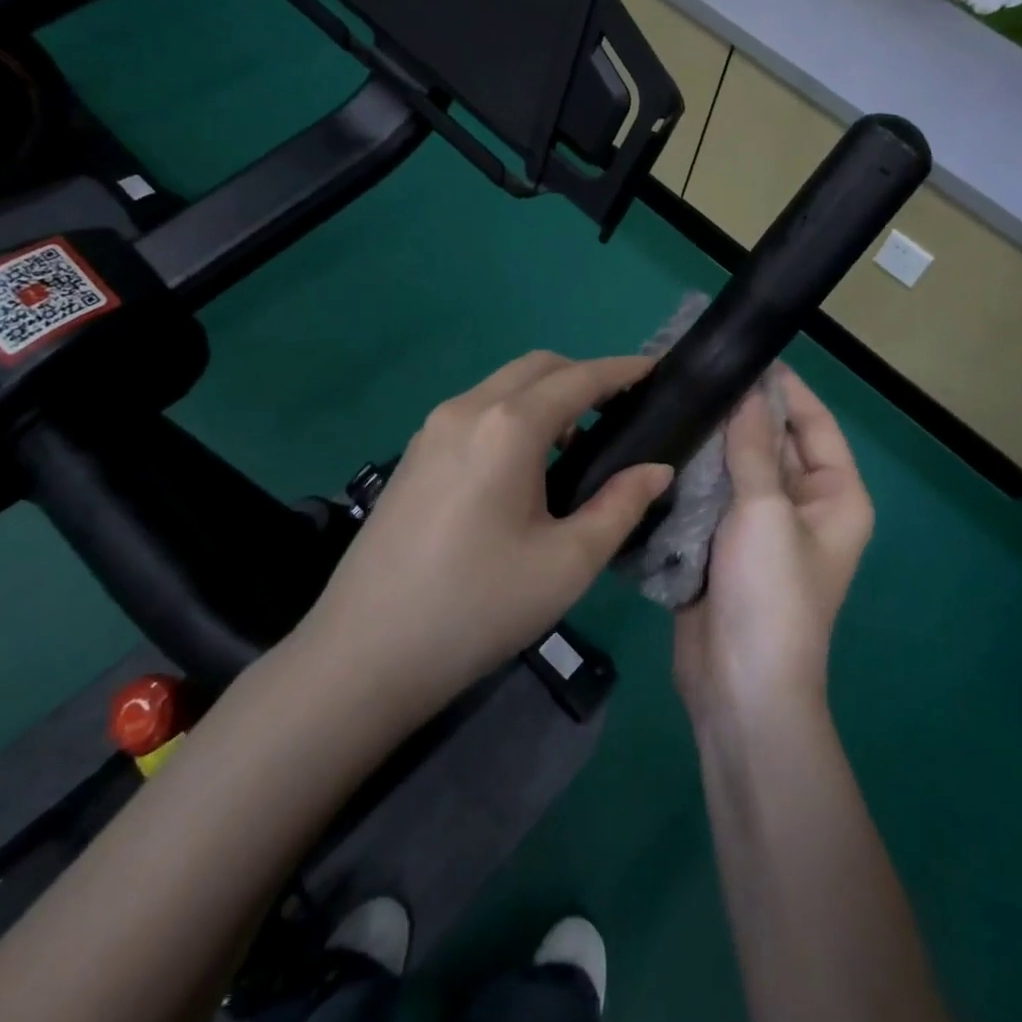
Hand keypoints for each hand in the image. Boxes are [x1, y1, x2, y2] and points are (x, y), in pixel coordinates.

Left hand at [292, 351, 674, 726]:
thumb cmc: (478, 607)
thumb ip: (620, 506)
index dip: (622, 370)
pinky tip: (525, 465)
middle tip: (620, 410)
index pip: (579, 379)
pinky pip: (477, 410)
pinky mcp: (414, 454)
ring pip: (502, 386)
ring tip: (578, 441)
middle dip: (584, 375)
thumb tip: (657, 469)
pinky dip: (513, 414)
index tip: (655, 369)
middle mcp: (467, 409)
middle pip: (537, 367)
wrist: (364, 654)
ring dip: (546, 394)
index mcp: (508, 427)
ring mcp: (432, 429)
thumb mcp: (567, 563)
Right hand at [674, 367, 873, 726]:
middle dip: (740, 412)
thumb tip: (745, 391)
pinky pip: (712, 495)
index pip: (814, 423)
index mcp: (835, 495)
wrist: (740, 686)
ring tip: (673, 399)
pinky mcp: (724, 544)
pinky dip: (694, 473)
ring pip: (737, 468)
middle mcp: (803, 505)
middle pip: (772, 442)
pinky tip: (663, 443)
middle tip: (695, 373)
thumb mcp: (765, 511)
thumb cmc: (771, 593)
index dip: (784, 388)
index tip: (745, 353)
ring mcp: (761, 526)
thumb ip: (751, 448)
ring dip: (712, 441)